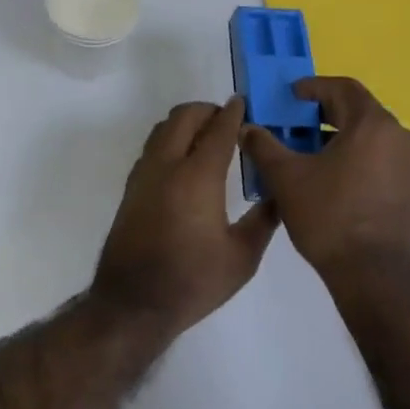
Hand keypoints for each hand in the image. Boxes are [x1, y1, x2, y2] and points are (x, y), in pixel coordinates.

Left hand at [91, 97, 279, 341]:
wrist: (133, 304)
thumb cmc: (193, 282)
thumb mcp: (242, 257)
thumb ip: (264, 219)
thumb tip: (279, 194)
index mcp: (198, 177)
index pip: (218, 130)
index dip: (233, 114)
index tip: (244, 104)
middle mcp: (167, 167)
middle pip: (184, 117)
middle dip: (207, 111)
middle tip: (227, 120)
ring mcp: (143, 176)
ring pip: (162, 130)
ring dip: (185, 123)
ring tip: (207, 137)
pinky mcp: (130, 190)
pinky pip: (151, 149)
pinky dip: (170, 141)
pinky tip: (185, 163)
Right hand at [239, 77, 409, 279]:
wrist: (375, 275)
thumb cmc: (329, 217)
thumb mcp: (286, 179)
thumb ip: (264, 146)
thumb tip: (247, 128)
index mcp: (373, 124)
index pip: (343, 88)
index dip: (314, 87)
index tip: (292, 96)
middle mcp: (401, 137)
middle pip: (359, 114)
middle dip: (325, 117)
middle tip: (296, 128)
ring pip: (372, 140)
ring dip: (342, 141)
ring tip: (312, 158)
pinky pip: (384, 163)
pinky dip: (359, 162)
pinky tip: (336, 184)